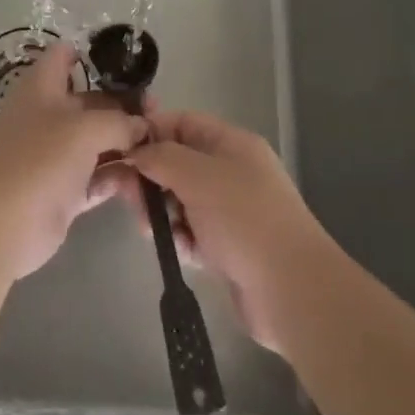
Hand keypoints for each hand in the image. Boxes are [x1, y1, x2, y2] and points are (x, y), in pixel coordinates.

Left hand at [0, 45, 146, 279]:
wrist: (0, 224)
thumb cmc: (38, 158)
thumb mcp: (84, 129)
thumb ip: (119, 122)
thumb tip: (141, 125)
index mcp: (43, 86)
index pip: (66, 55)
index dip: (94, 53)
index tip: (130, 64)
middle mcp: (50, 115)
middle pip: (92, 100)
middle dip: (124, 105)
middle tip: (160, 114)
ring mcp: (56, 154)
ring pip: (98, 141)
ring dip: (126, 144)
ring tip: (162, 147)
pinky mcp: (65, 190)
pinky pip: (98, 177)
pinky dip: (118, 177)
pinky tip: (146, 178)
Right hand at [120, 108, 335, 352]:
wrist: (293, 291)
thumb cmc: (244, 219)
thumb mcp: (197, 175)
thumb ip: (160, 157)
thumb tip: (136, 152)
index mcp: (231, 144)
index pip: (182, 123)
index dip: (151, 132)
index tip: (121, 151)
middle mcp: (232, 172)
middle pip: (178, 163)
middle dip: (151, 178)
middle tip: (129, 197)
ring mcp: (232, 211)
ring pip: (182, 200)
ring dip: (162, 212)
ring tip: (151, 229)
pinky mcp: (230, 248)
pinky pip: (193, 233)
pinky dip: (182, 240)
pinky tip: (182, 251)